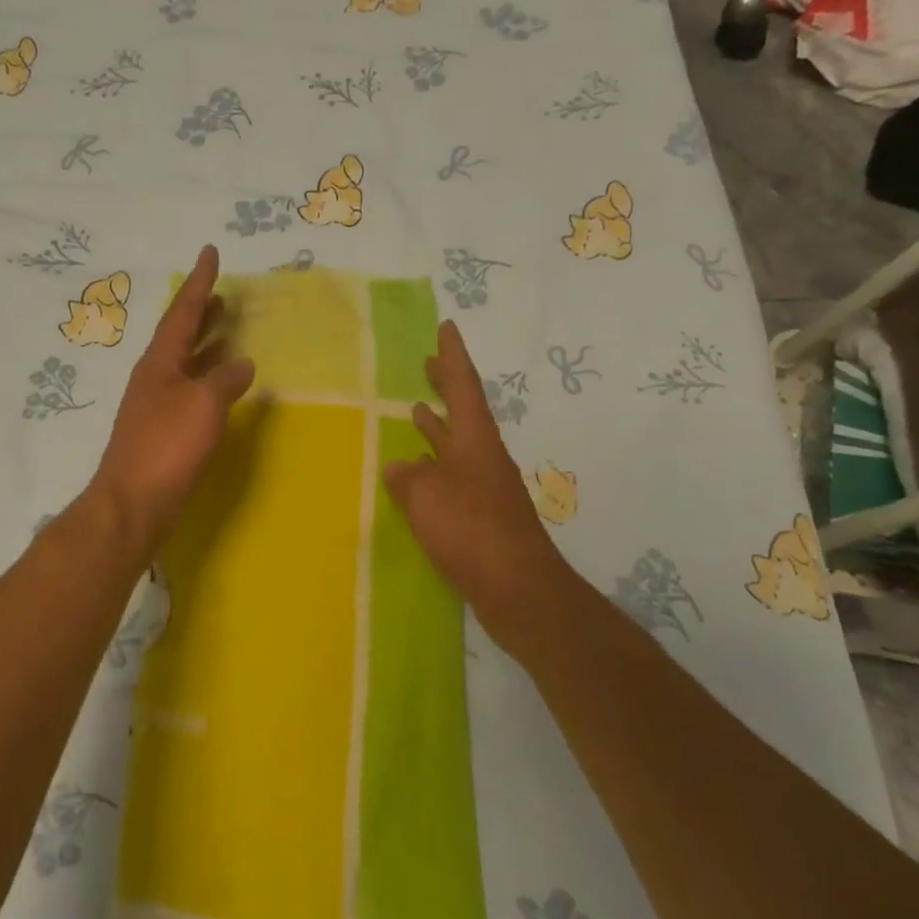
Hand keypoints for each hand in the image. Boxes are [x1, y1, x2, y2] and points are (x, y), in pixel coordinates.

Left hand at [89, 245, 255, 554]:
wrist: (134, 502)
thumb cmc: (166, 446)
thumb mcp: (203, 404)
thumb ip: (225, 379)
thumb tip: (242, 363)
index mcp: (159, 361)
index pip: (183, 311)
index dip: (200, 282)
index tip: (210, 252)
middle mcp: (155, 376)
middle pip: (181, 334)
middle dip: (202, 312)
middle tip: (224, 294)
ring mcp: (157, 404)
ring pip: (187, 363)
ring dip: (207, 345)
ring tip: (230, 330)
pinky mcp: (164, 431)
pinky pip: (191, 390)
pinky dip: (209, 379)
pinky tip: (224, 385)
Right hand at [383, 321, 579, 657]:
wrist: (519, 590)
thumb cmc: (472, 532)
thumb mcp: (427, 497)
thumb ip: (409, 477)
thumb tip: (400, 467)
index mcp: (475, 441)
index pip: (463, 386)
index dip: (452, 356)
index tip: (446, 327)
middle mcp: (482, 457)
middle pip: (464, 410)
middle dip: (446, 384)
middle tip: (427, 362)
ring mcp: (483, 487)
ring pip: (456, 444)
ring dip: (438, 424)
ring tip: (416, 408)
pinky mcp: (480, 516)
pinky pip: (451, 476)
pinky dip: (433, 466)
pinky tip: (417, 474)